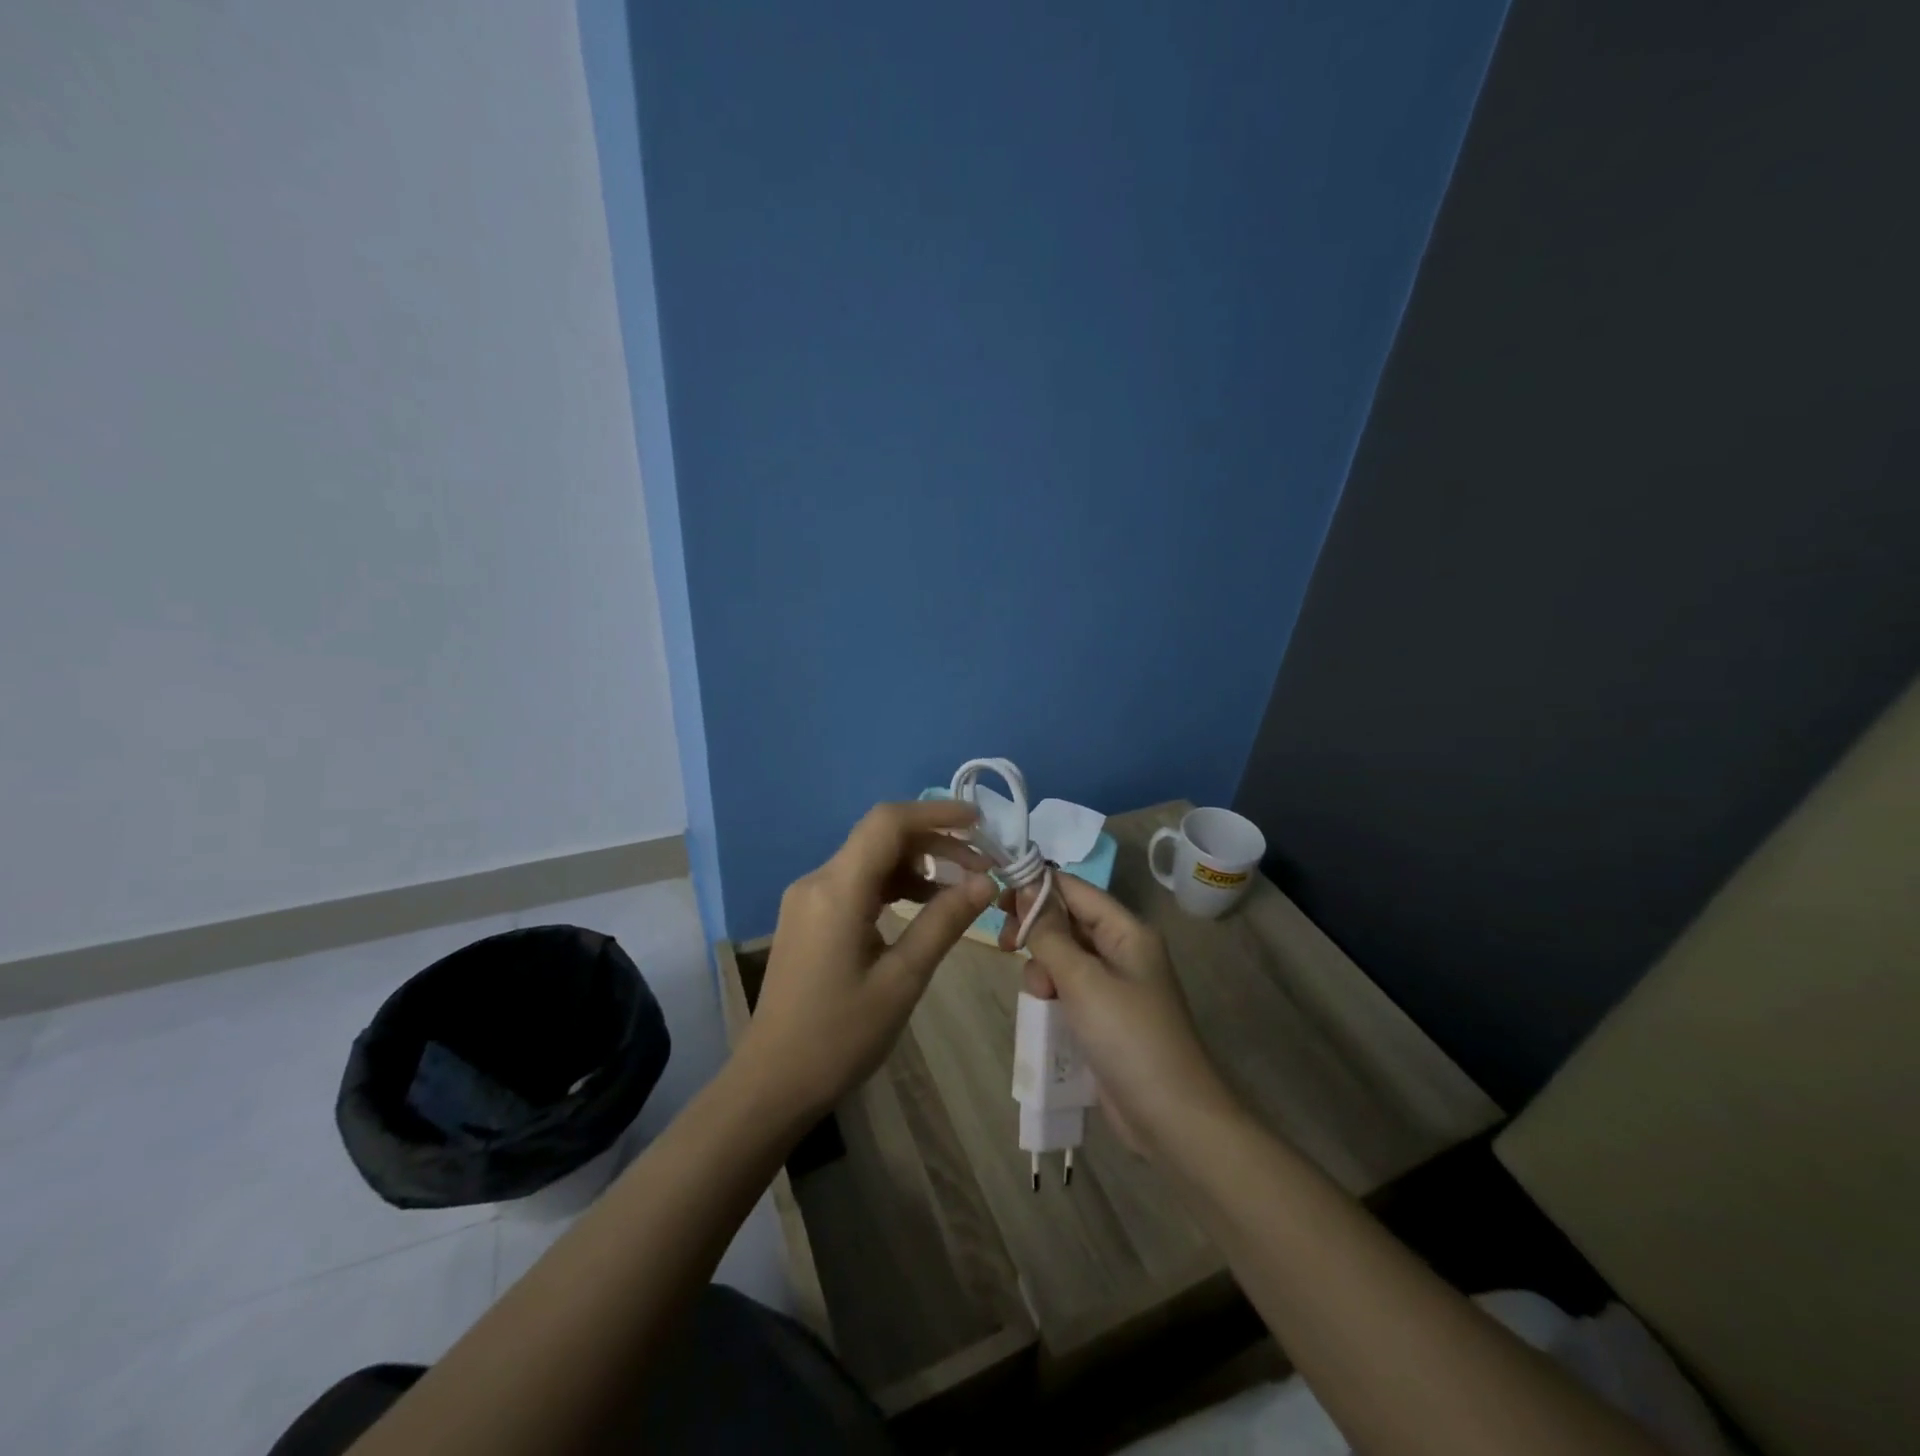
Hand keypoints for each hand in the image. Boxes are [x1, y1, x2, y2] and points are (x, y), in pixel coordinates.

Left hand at [743, 800, 995, 1116]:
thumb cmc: (839, 1036)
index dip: (936, 813)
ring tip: (961, 886)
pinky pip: (856, 882)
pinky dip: (893, 884)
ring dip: (916, 864)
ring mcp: (808, 898)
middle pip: (880, 837)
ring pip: (869, 859)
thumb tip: (986, 882)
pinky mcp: (808, 916)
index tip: (979, 822)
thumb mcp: (902, 980)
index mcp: (837, 890)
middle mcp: (817, 881)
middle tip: (982, 865)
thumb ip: (943, 923)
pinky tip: (923, 904)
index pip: (887, 823)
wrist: (773, 1081)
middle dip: (934, 842)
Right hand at [1000, 874, 1240, 1155]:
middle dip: (1036, 931)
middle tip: (1005, 945)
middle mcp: (1122, 950)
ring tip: (1040, 996)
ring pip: (1063, 956)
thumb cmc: (1128, 1037)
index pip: (1076, 890)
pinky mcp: (1104, 1016)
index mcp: (1127, 931)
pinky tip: (1042, 1010)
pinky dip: (1052, 993)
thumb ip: (1049, 933)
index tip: (996, 894)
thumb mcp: (1083, 980)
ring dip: (1043, 968)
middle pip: (1067, 921)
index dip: (1037, 886)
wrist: (1171, 1118)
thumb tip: (1024, 888)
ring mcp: (1114, 985)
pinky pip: (1068, 988)